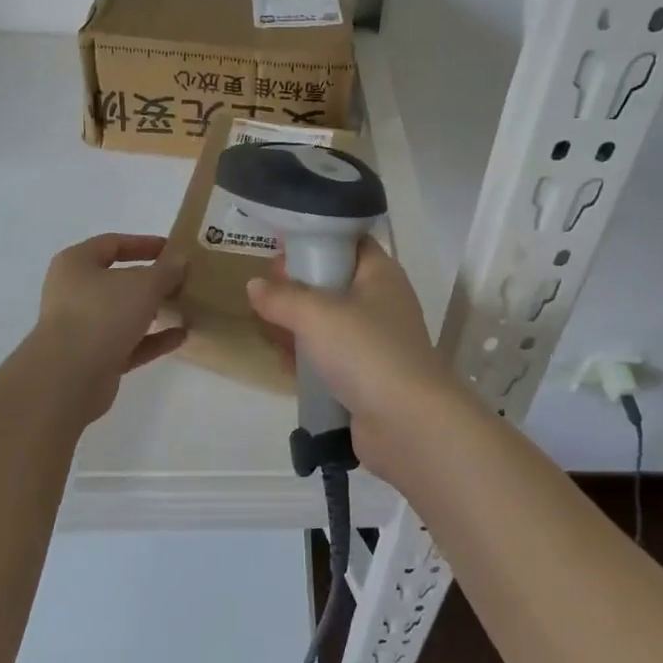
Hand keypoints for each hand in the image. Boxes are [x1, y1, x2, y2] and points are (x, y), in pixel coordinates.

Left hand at [30, 233, 186, 422]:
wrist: (69, 378)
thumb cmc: (102, 314)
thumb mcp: (143, 284)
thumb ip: (166, 270)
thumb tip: (180, 259)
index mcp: (76, 264)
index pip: (112, 243)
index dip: (144, 244)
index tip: (173, 249)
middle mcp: (74, 293)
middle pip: (118, 280)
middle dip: (151, 281)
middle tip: (182, 280)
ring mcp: (82, 328)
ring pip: (123, 314)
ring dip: (152, 311)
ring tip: (184, 307)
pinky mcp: (93, 359)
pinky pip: (128, 343)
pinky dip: (152, 339)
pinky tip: (181, 336)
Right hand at [245, 241, 460, 476]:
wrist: (408, 424)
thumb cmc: (366, 351)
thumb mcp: (316, 315)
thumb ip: (282, 297)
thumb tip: (255, 286)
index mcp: (380, 273)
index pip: (348, 241)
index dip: (315, 238)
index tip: (280, 246)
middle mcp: (381, 302)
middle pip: (334, 281)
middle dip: (298, 285)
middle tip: (265, 290)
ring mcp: (376, 341)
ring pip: (329, 321)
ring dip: (299, 324)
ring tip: (265, 325)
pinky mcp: (367, 376)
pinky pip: (331, 356)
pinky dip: (308, 356)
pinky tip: (282, 360)